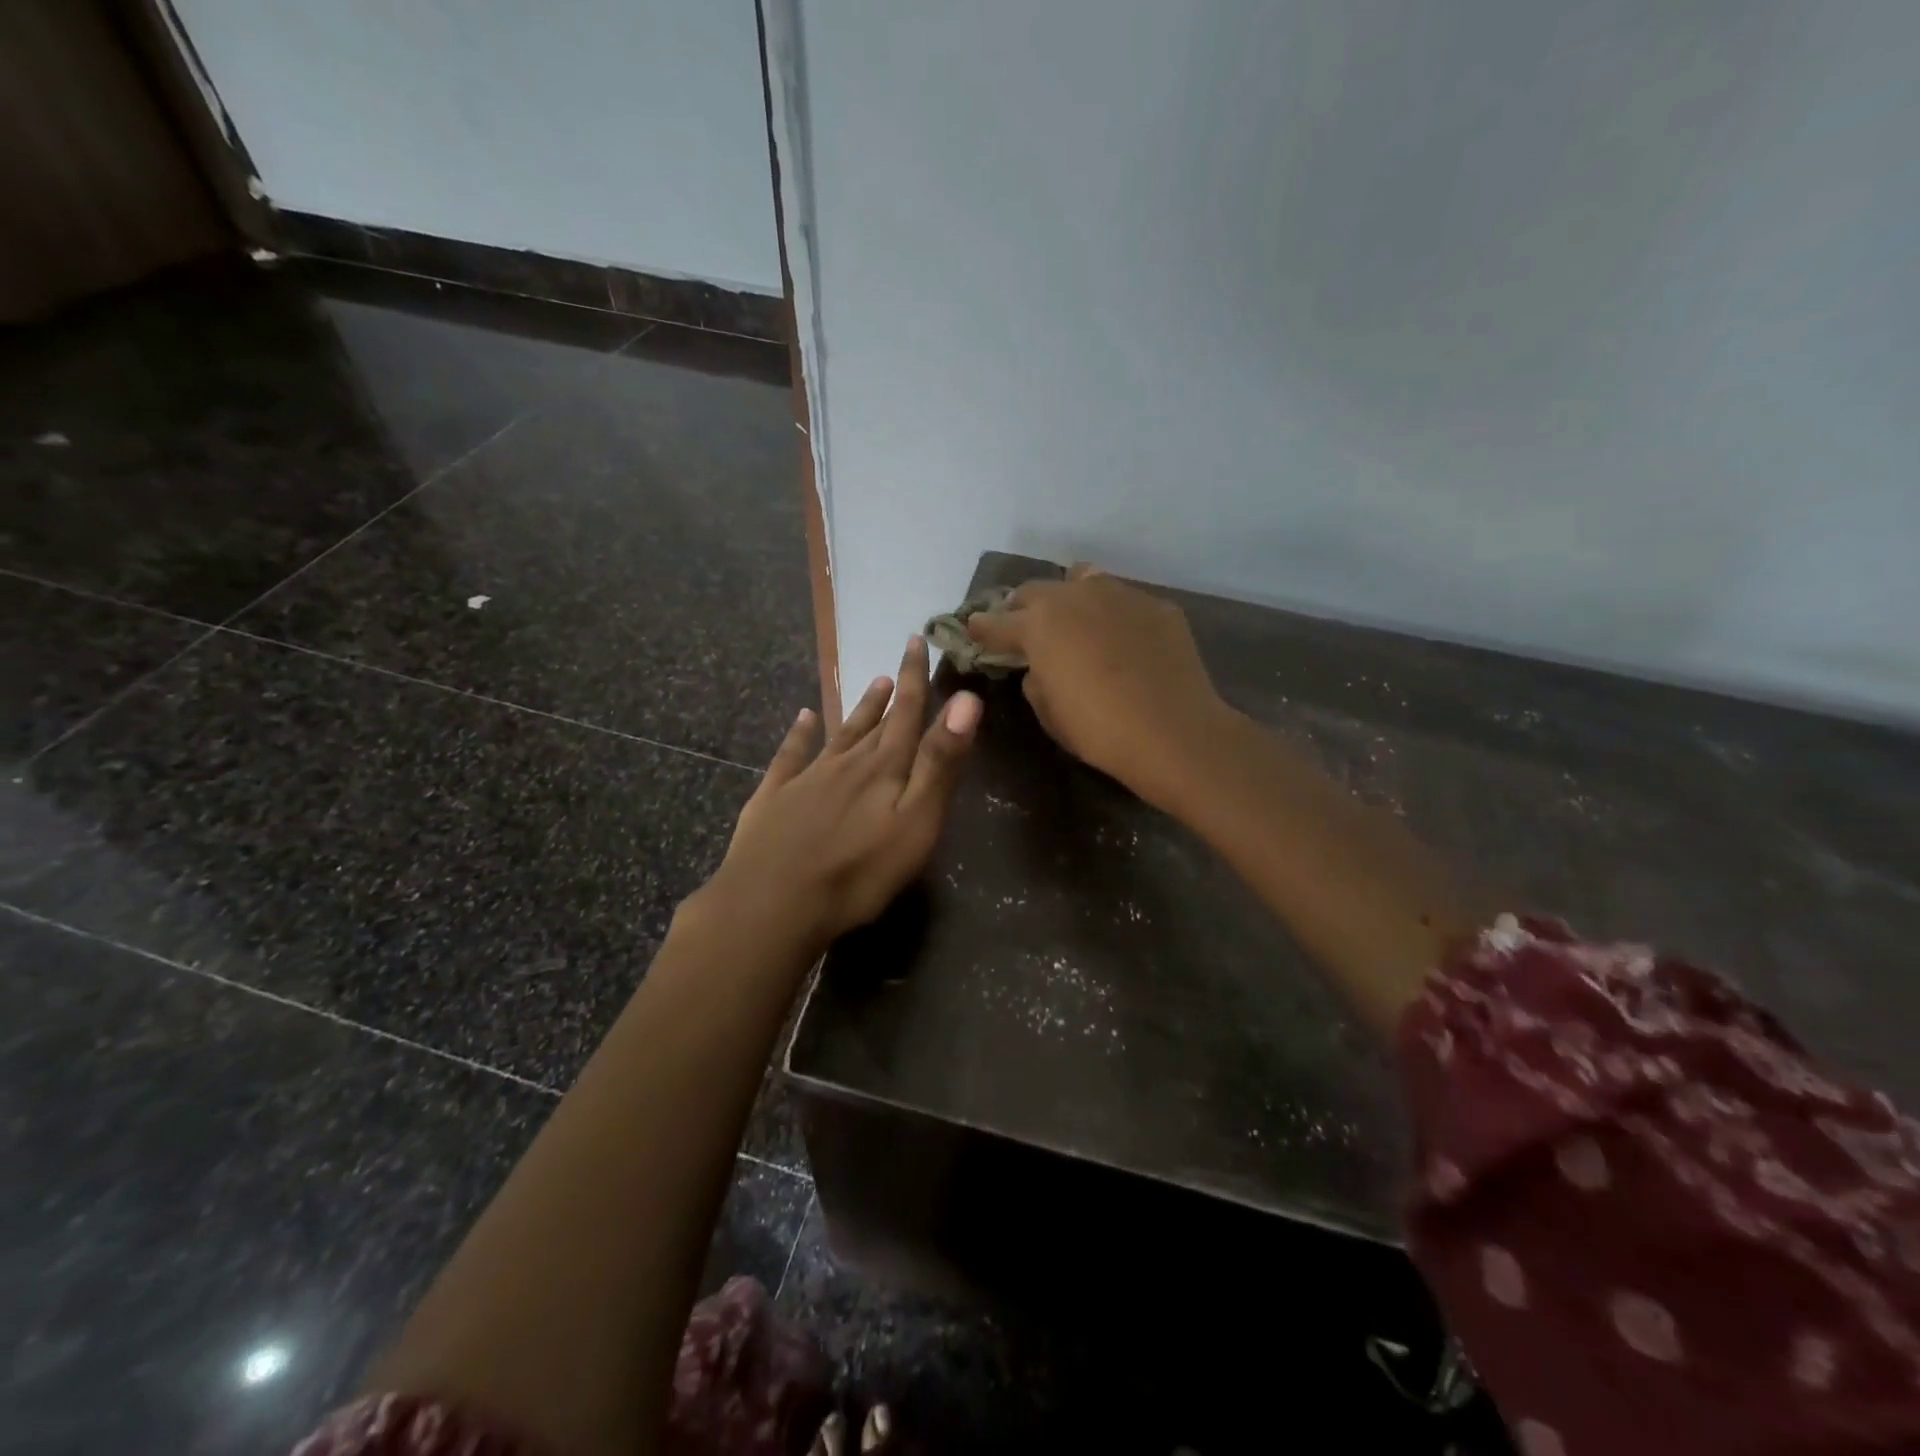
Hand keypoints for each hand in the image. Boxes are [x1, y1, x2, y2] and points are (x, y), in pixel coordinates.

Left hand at [702, 636, 981, 952]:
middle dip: (893, 692)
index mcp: (884, 769)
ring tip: (872, 684)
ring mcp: (807, 778)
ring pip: (839, 735)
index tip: (918, 641)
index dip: (916, 678)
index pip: (907, 714)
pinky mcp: (774, 798)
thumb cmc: (858, 872)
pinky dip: (798, 734)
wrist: (772, 903)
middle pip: (876, 722)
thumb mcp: (916, 822)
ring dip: (858, 710)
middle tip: (899, 663)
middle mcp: (847, 763)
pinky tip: (802, 717)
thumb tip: (966, 699)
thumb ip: (939, 762)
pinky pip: (789, 756)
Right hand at [965, 564, 1227, 811]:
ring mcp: (1118, 594)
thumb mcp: (1048, 711)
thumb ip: (1034, 678)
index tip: (973, 632)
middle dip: (1022, 610)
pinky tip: (1121, 640)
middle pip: (1034, 591)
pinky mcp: (1155, 605)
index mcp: (1037, 625)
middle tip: (1025, 631)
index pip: (994, 622)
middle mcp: (1073, 596)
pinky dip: (1110, 614)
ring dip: (1068, 598)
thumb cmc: (1098, 729)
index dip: (980, 629)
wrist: (1173, 732)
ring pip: (1081, 580)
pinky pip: (1122, 600)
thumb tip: (1040, 665)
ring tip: (1074, 622)